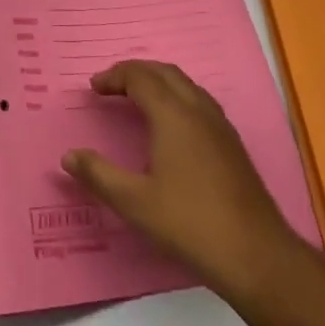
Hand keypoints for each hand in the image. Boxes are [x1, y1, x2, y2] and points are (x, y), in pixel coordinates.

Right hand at [63, 60, 304, 298]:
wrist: (255, 253)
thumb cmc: (189, 223)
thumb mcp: (134, 202)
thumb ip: (98, 175)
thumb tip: (69, 156)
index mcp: (173, 115)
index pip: (140, 77)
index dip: (115, 77)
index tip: (94, 87)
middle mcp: (199, 110)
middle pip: (165, 73)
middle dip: (136, 72)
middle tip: (112, 85)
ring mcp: (220, 126)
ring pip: (186, 85)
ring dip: (159, 82)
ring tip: (137, 99)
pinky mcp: (232, 145)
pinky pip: (199, 102)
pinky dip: (176, 98)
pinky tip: (171, 127)